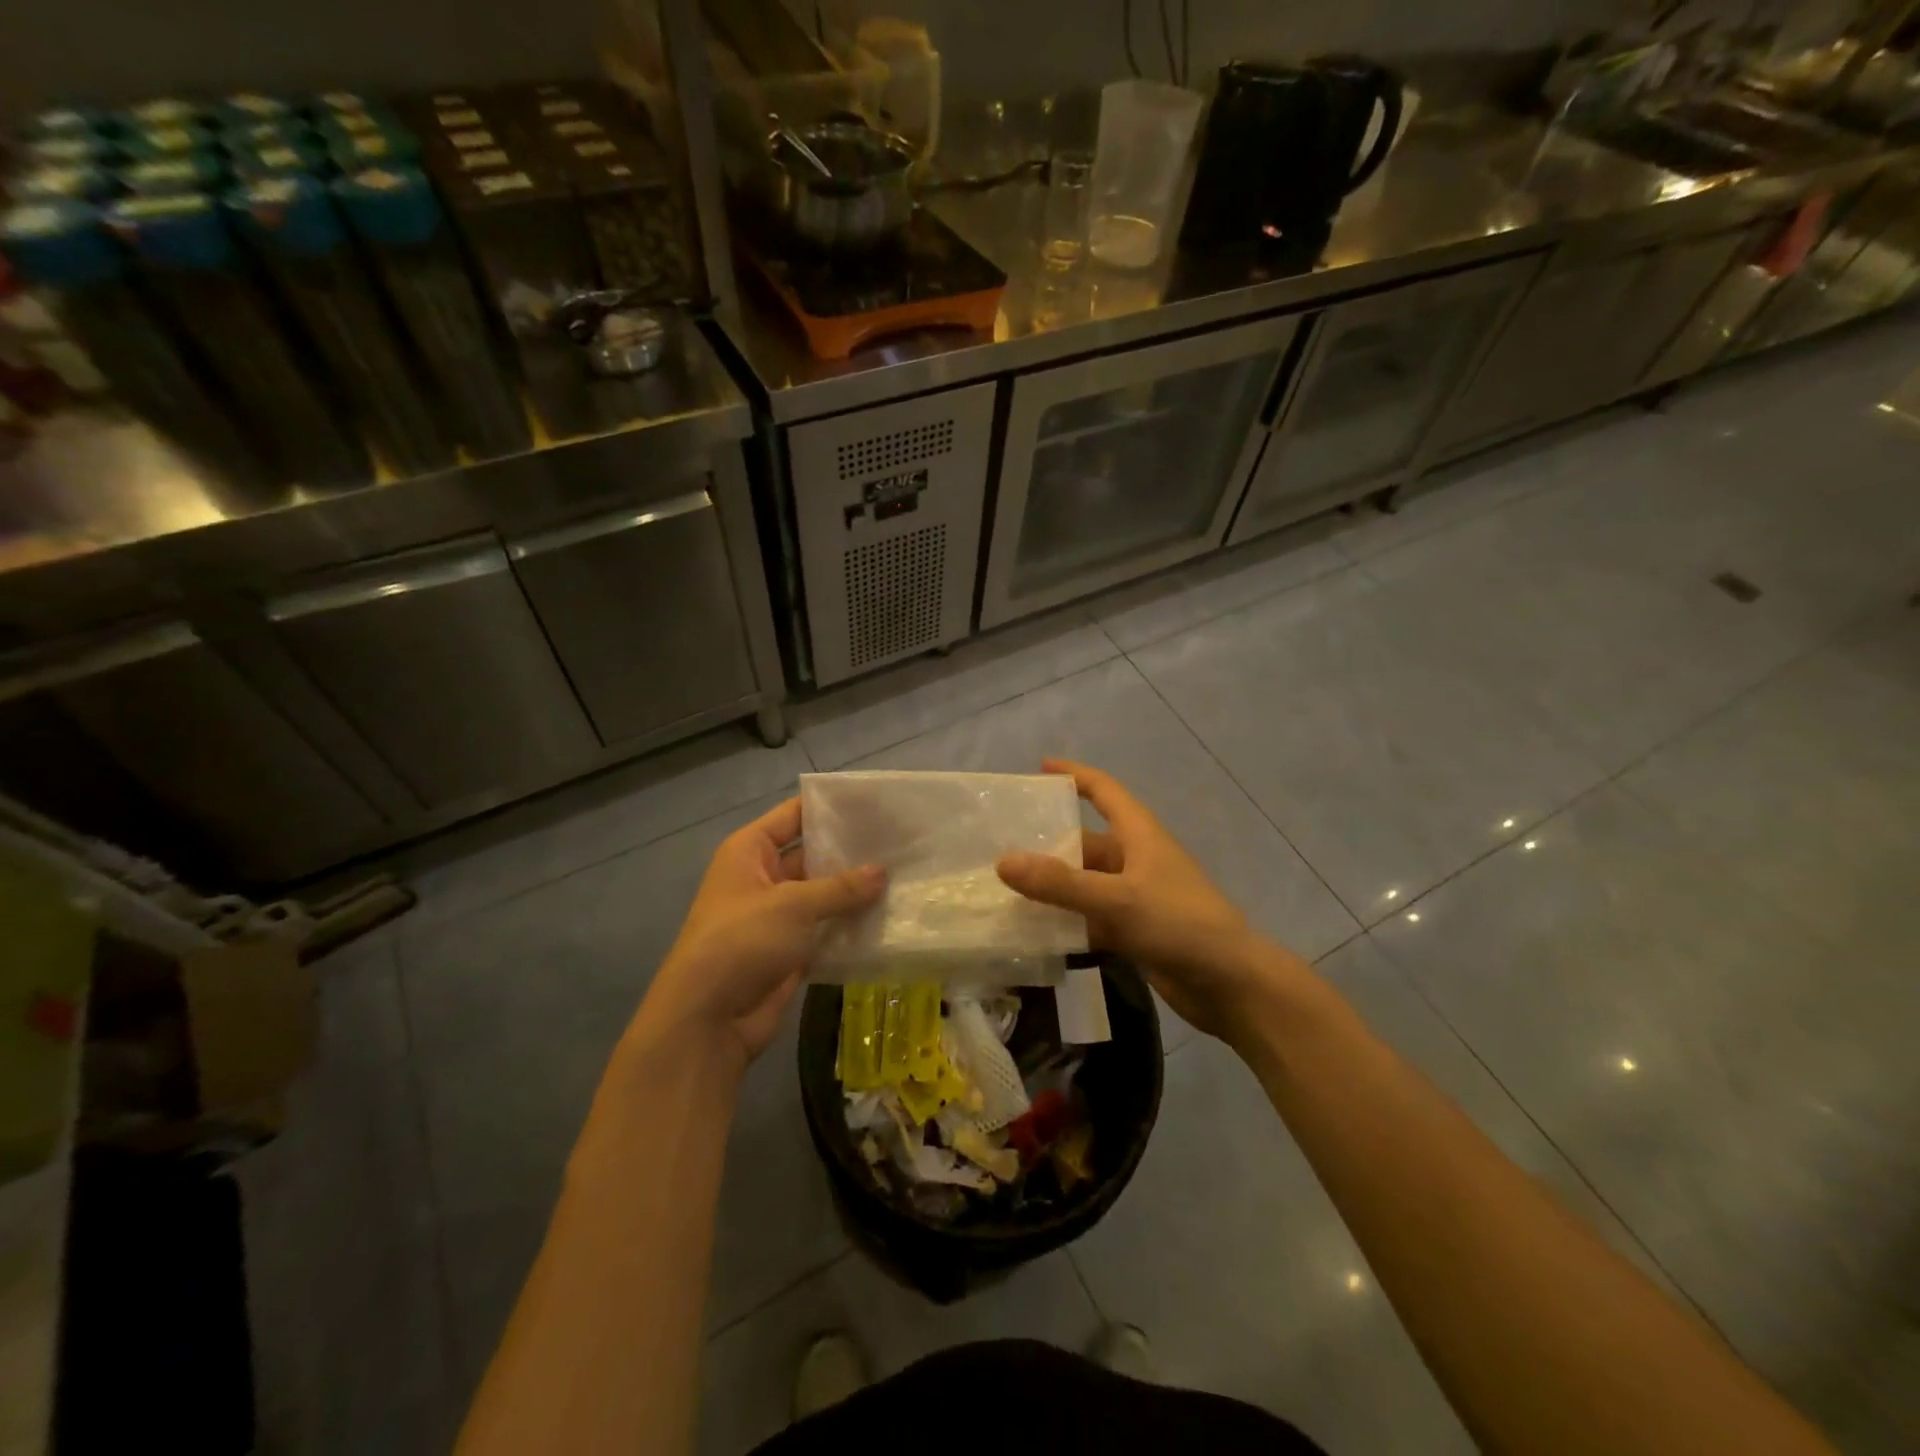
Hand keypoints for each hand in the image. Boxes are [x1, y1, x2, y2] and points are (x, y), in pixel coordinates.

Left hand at [629, 798, 883, 1071]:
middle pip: (813, 854)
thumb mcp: (793, 905)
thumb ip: (841, 887)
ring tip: (905, 876)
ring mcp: (777, 916)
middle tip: (901, 842)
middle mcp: (763, 877)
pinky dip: (851, 926)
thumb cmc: (742, 941)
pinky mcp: (791, 950)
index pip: (795, 815)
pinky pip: (827, 929)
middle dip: (852, 851)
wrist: (707, 1020)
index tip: (876, 804)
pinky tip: (889, 917)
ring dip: (856, 892)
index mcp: (750, 851)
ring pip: (824, 895)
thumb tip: (883, 871)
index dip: (832, 807)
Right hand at [995, 759, 1305, 1043]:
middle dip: (1048, 843)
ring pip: (1084, 883)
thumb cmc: (1179, 924)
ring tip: (1006, 890)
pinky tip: (1034, 932)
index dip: (1074, 775)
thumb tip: (1003, 861)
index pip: (1104, 791)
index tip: (1040, 766)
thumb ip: (1060, 883)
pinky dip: (1066, 922)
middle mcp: (1136, 860)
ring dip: (1053, 887)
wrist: (1231, 984)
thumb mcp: (1117, 899)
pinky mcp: (1135, 931)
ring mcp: (1136, 897)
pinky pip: (1091, 917)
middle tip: (1001, 846)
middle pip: (1085, 842)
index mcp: (1140, 835)